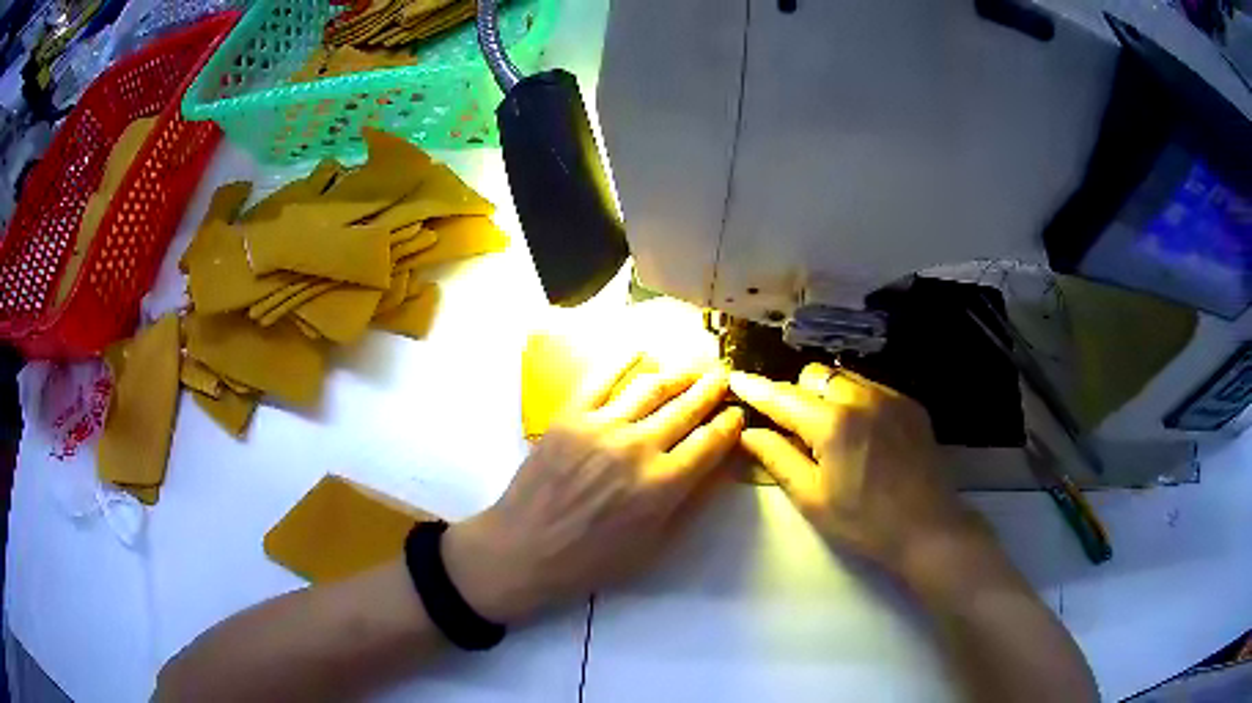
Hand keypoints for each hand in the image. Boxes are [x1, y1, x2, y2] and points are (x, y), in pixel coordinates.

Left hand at [443, 355, 743, 622]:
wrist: (526, 549)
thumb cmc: (592, 559)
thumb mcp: (653, 545)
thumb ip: (687, 501)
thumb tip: (714, 465)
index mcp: (663, 484)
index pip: (711, 442)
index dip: (730, 423)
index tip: (737, 413)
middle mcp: (639, 447)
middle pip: (687, 407)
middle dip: (712, 389)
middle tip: (724, 376)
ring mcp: (602, 426)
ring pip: (651, 387)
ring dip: (679, 373)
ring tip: (694, 367)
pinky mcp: (570, 415)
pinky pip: (601, 378)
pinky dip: (623, 359)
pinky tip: (640, 350)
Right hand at [730, 363, 989, 574]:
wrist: (928, 528)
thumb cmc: (864, 522)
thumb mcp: (812, 498)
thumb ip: (777, 458)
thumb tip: (748, 432)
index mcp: (832, 424)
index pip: (783, 397)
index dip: (756, 389)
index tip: (736, 379)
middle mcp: (862, 398)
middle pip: (815, 375)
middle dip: (797, 393)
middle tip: (795, 429)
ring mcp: (891, 398)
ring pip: (845, 377)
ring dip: (827, 395)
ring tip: (832, 432)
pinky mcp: (911, 405)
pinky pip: (872, 388)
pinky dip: (856, 401)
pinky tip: (863, 434)